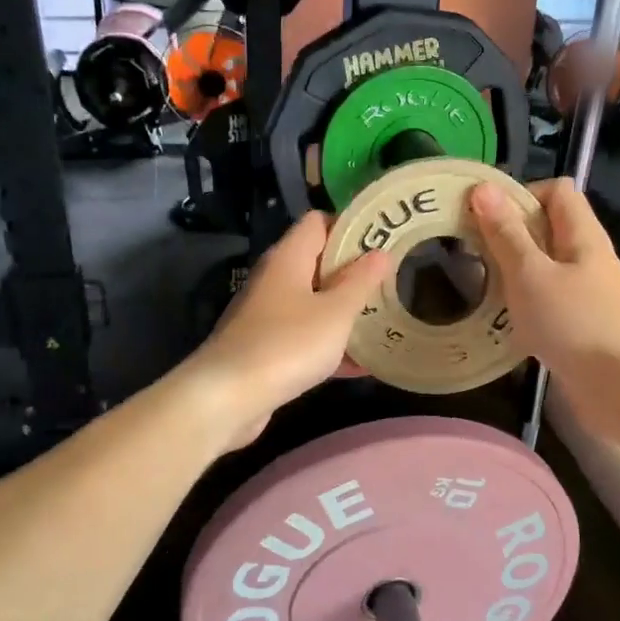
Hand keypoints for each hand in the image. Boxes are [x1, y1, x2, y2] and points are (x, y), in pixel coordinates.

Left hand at [184, 213, 392, 449]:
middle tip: (392, 280)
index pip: (318, 222)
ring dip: (344, 311)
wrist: (227, 398)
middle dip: (354, 272)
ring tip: (384, 318)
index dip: (350, 226)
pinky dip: (330, 346)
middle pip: (317, 263)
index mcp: (288, 258)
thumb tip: (380, 252)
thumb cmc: (287, 344)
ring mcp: (267, 316)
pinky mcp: (266, 349)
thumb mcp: (335, 312)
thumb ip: (360, 282)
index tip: (383, 240)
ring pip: (313, 303)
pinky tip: (362, 365)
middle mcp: (274, 280)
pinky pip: (305, 338)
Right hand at [468, 178, 619, 378]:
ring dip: (512, 269)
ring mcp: (585, 290)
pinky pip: (546, 296)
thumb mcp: (530, 274)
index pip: (556, 190)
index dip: (521, 194)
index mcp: (582, 234)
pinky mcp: (579, 321)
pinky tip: (500, 316)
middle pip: (547, 226)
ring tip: (478, 282)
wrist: (617, 388)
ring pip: (543, 264)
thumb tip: (484, 189)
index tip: (485, 217)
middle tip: (471, 251)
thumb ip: (506, 233)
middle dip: (508, 233)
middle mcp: (587, 256)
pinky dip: (522, 299)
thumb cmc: (573, 323)